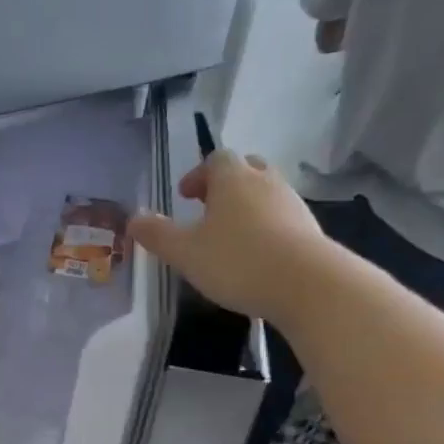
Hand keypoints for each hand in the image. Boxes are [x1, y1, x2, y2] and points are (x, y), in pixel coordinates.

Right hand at [127, 151, 332, 320]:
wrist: (306, 284)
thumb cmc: (237, 261)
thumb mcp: (184, 252)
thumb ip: (157, 235)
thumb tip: (133, 219)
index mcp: (232, 179)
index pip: (215, 159)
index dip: (198, 175)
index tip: (185, 196)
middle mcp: (265, 181)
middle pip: (246, 169)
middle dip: (225, 185)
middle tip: (208, 208)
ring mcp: (292, 203)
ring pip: (266, 192)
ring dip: (247, 206)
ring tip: (230, 235)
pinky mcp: (309, 228)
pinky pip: (281, 217)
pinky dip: (266, 226)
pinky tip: (256, 254)